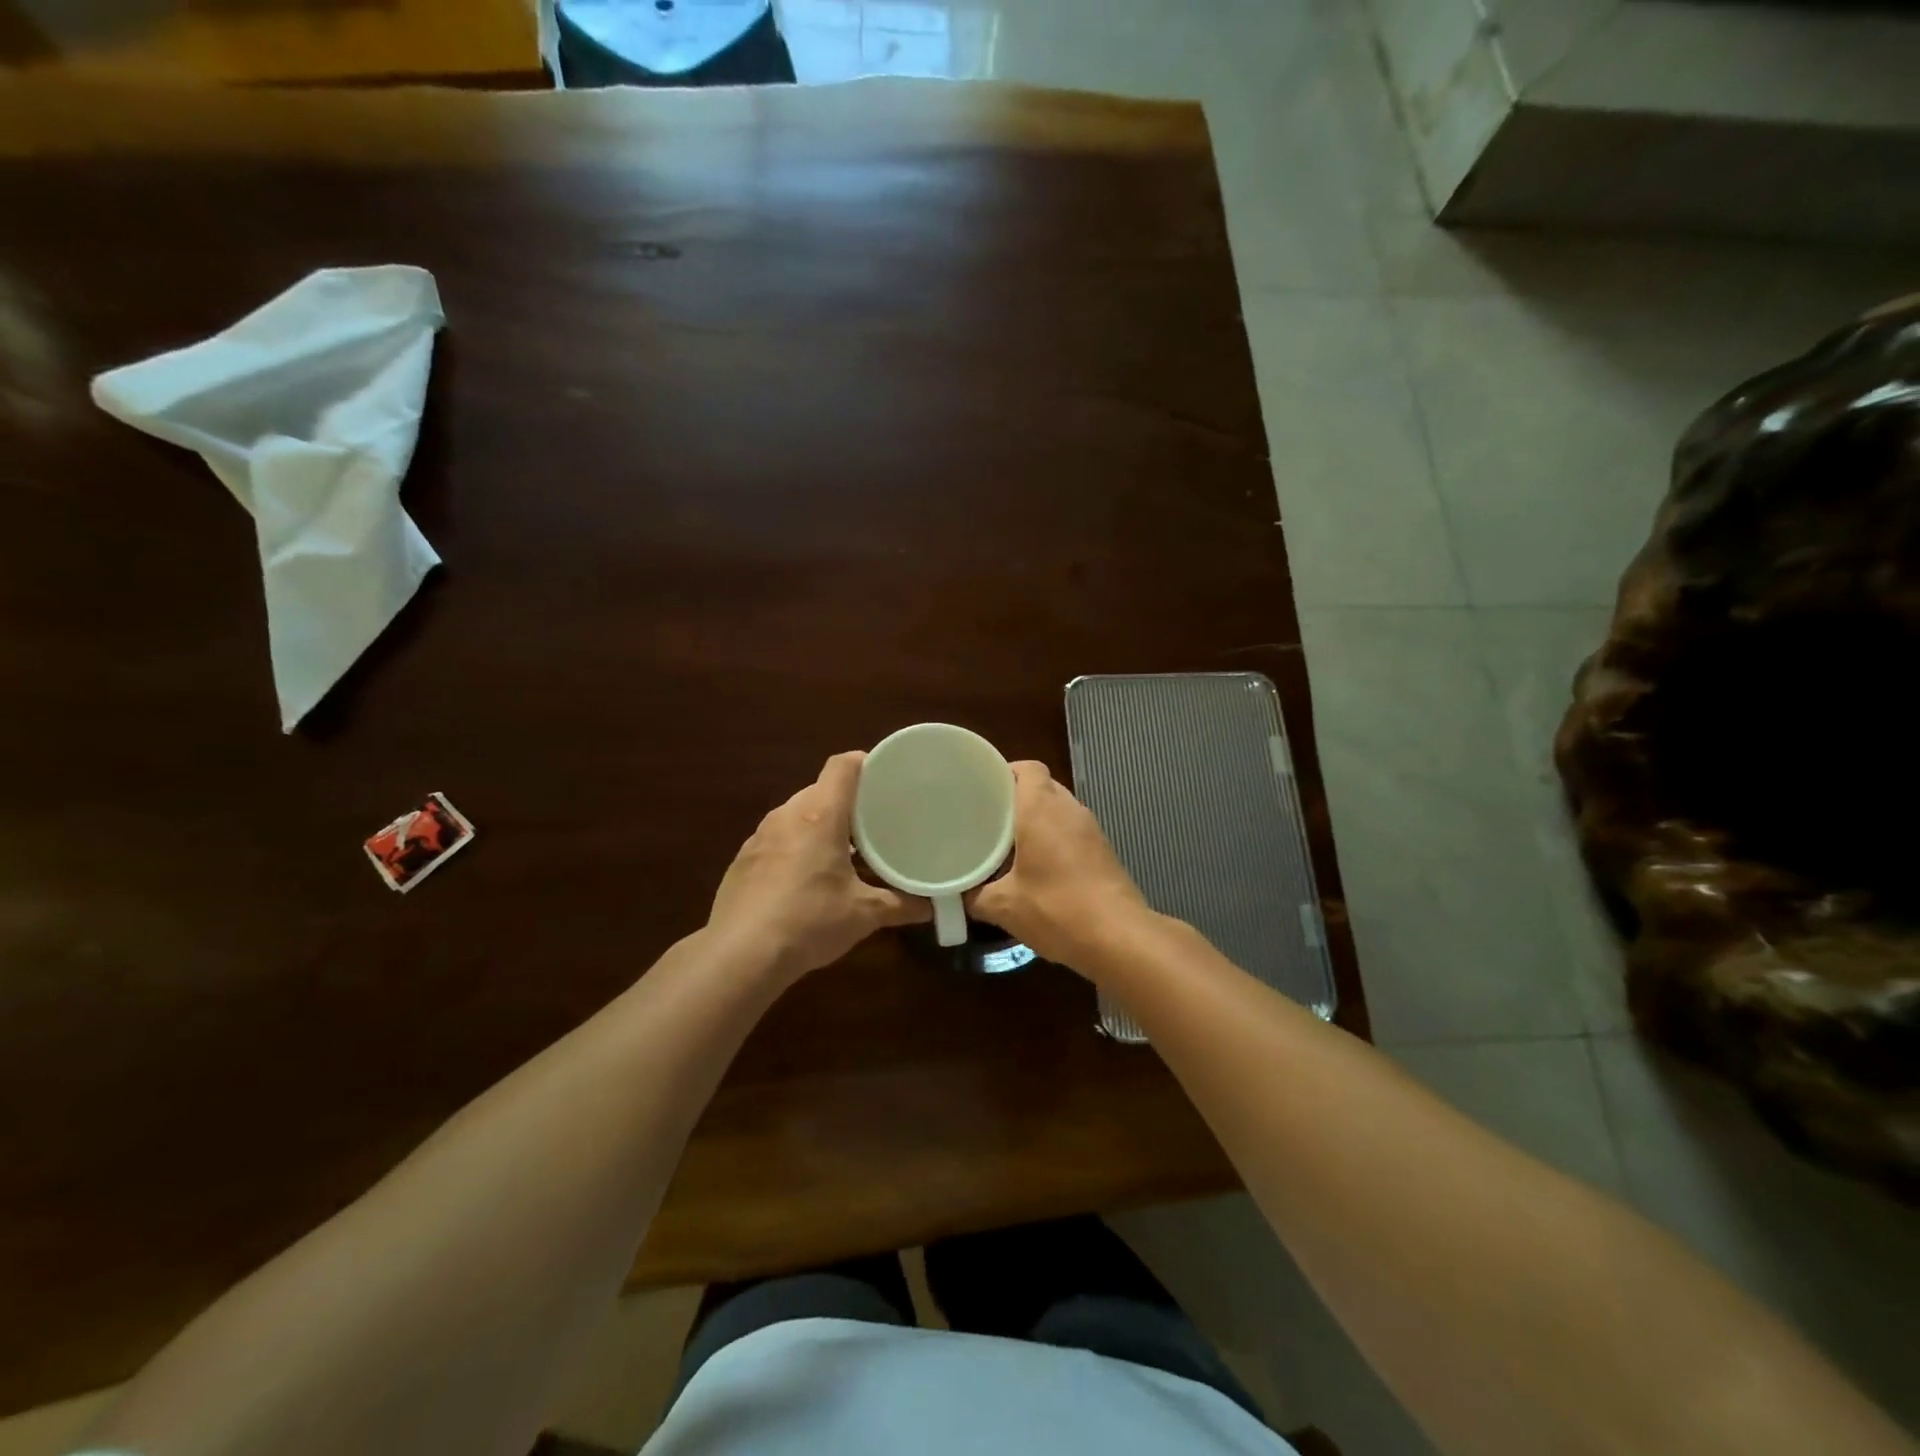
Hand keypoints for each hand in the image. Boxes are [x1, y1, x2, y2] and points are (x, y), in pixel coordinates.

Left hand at [708, 752, 928, 980]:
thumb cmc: (810, 921)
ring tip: (844, 851)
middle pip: (821, 790)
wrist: (741, 954)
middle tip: (874, 823)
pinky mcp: (743, 859)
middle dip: (847, 802)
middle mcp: (787, 814)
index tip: (887, 777)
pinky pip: (777, 839)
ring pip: (797, 814)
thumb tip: (931, 906)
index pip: (843, 766)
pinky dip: (796, 846)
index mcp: (820, 814)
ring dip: (820, 825)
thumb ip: (900, 905)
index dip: (866, 763)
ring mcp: (760, 836)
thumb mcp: (863, 914)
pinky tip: (806, 878)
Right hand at [966, 760, 1156, 972]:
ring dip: (1038, 818)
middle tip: (989, 816)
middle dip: (1017, 797)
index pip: (1027, 768)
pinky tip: (1038, 864)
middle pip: (1043, 786)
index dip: (1005, 771)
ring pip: (1059, 809)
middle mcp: (1069, 810)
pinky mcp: (1103, 850)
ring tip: (1009, 840)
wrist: (1119, 937)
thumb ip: (975, 895)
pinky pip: (1073, 830)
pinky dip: (1055, 837)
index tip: (984, 787)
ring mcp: (1091, 829)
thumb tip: (959, 894)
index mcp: (1041, 809)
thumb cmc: (1056, 909)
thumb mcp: (1004, 907)